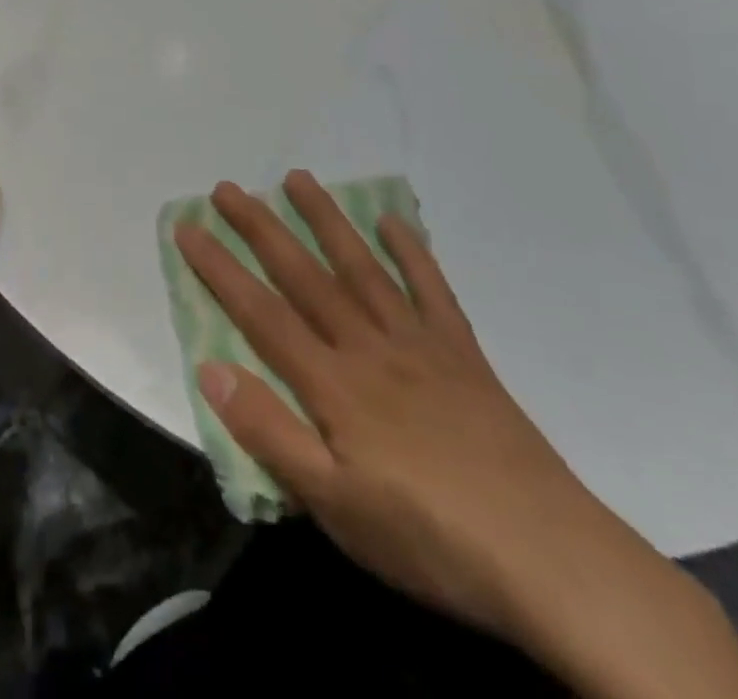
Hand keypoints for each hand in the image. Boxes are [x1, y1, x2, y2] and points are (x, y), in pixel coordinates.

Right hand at [176, 171, 737, 698]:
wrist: (550, 559)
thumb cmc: (429, 539)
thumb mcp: (334, 506)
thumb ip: (269, 431)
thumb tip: (210, 365)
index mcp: (333, 383)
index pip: (260, 312)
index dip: (219, 267)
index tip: (187, 226)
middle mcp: (369, 345)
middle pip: (303, 275)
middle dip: (260, 227)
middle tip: (227, 187)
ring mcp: (419, 343)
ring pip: (360, 267)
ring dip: (325, 220)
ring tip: (297, 179)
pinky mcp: (463, 354)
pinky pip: (432, 290)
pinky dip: (412, 252)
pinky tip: (394, 221)